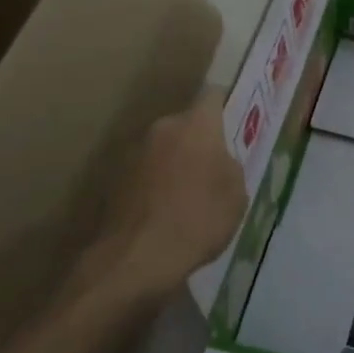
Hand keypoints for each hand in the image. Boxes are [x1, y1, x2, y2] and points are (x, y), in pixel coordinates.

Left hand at [95, 93, 246, 300]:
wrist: (137, 257)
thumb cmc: (198, 220)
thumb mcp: (236, 196)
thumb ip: (230, 167)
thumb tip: (219, 162)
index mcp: (197, 125)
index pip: (213, 96)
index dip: (224, 105)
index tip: (233, 122)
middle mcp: (164, 128)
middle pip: (187, 124)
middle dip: (200, 140)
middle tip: (214, 168)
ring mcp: (136, 151)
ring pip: (166, 148)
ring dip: (177, 162)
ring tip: (189, 195)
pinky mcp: (118, 177)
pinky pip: (148, 171)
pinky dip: (158, 183)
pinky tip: (167, 210)